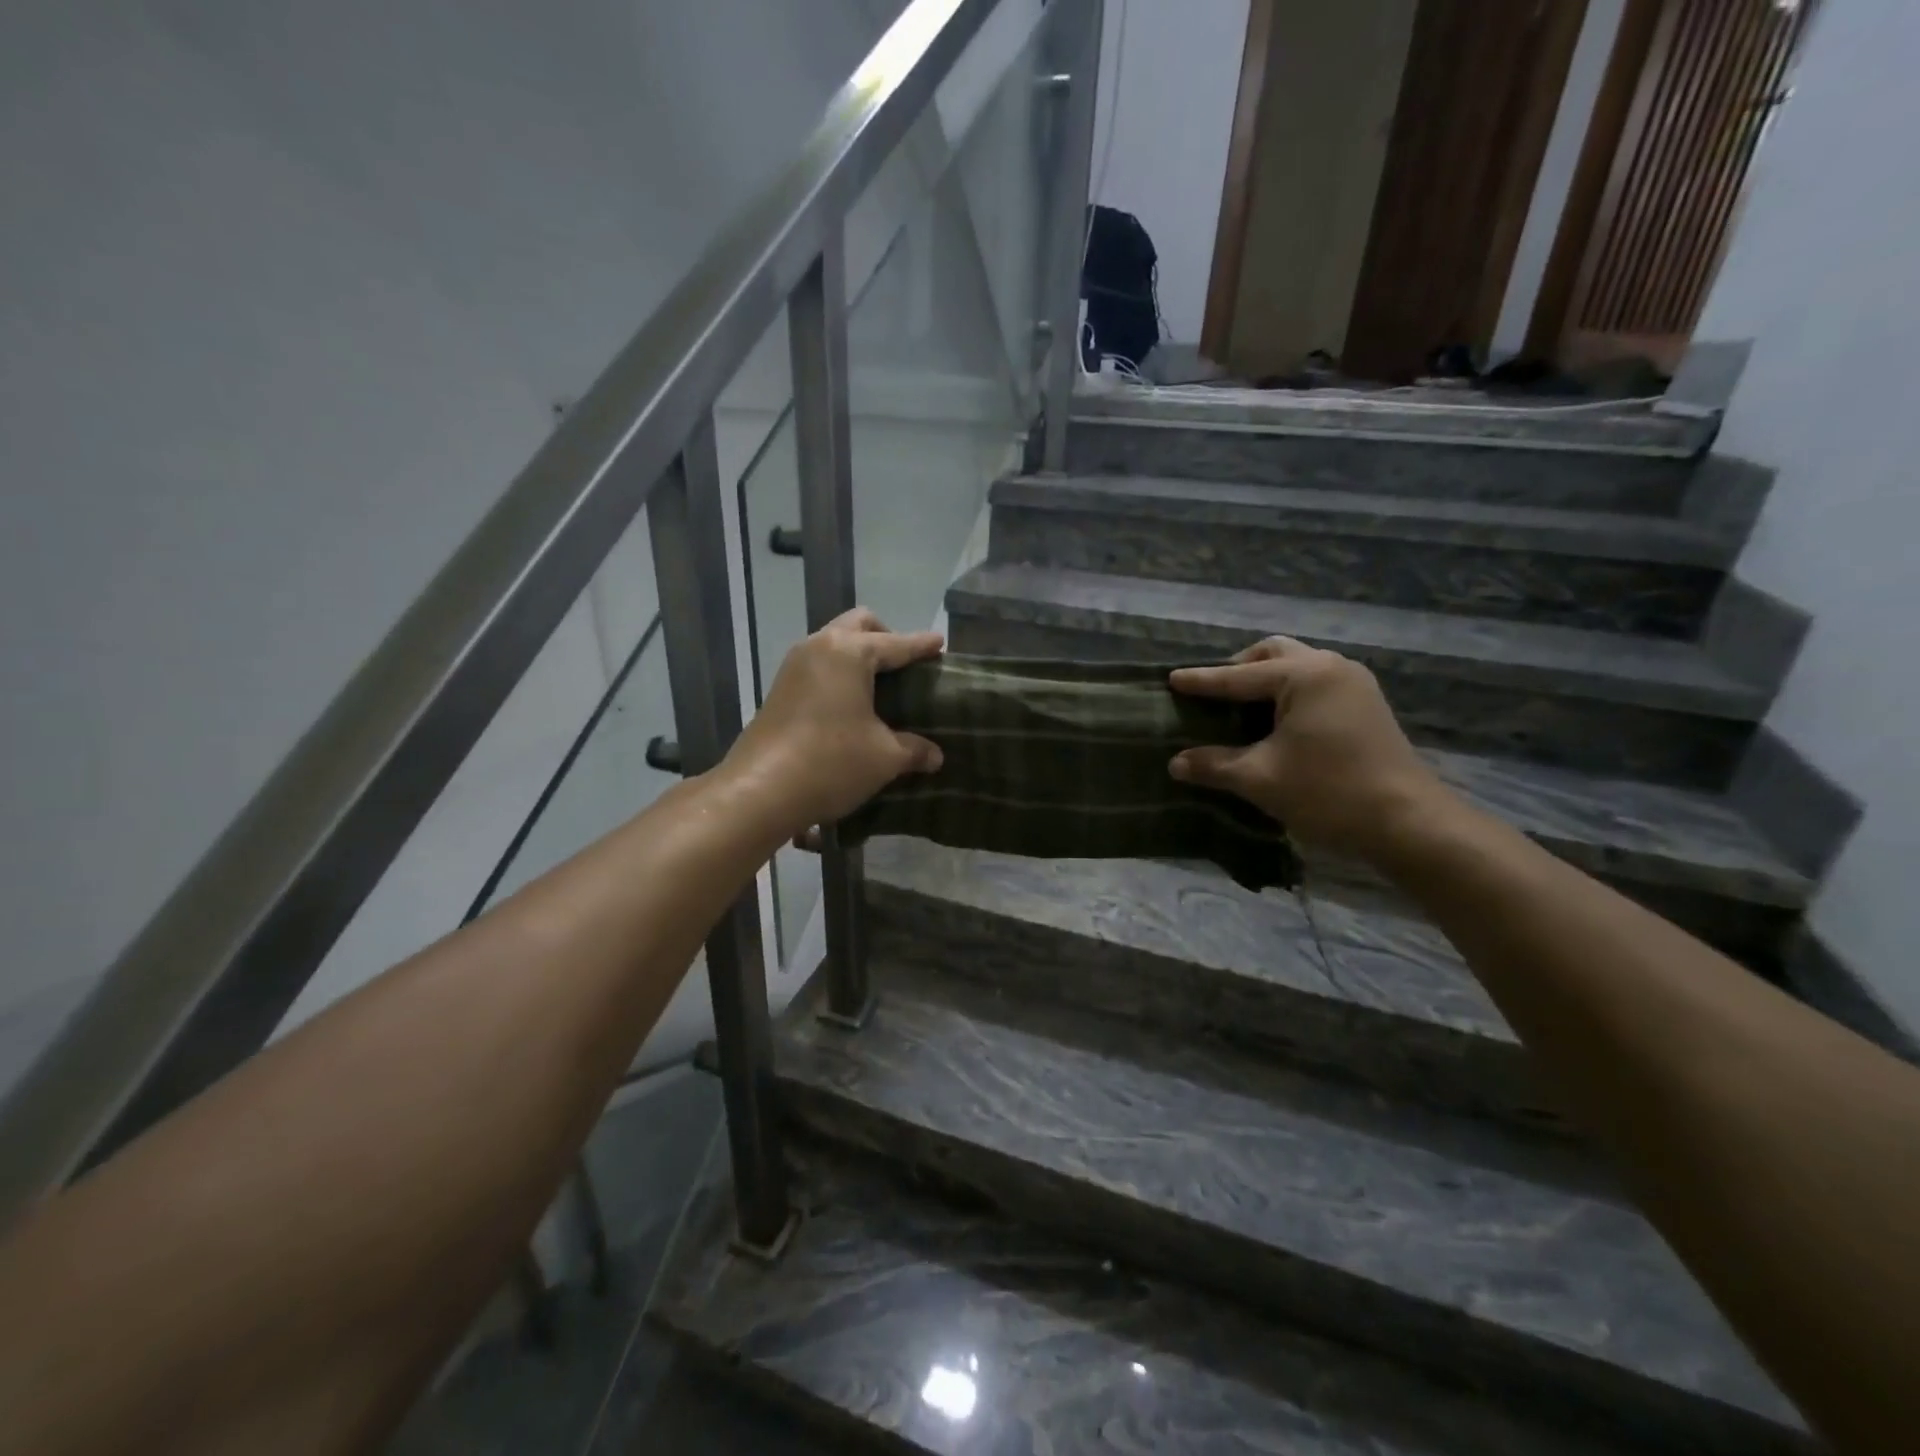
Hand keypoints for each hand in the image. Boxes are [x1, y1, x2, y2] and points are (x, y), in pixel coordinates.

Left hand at [722, 607, 944, 839]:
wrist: (760, 791)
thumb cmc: (831, 762)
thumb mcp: (884, 757)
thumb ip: (914, 749)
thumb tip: (935, 756)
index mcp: (849, 652)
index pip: (896, 643)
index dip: (922, 646)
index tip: (940, 644)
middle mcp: (819, 647)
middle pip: (859, 625)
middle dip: (886, 637)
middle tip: (905, 666)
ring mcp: (794, 666)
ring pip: (833, 642)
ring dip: (858, 655)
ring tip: (880, 686)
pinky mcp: (780, 689)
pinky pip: (818, 665)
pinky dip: (839, 673)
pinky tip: (851, 704)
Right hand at [1168, 637, 1451, 862]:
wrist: (1408, 823)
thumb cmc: (1328, 792)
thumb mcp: (1259, 779)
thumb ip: (1214, 765)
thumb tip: (1176, 763)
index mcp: (1305, 675)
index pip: (1239, 676)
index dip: (1202, 681)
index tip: (1171, 679)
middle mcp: (1331, 667)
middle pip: (1272, 654)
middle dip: (1238, 669)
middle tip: (1211, 693)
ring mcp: (1354, 684)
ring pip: (1297, 666)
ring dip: (1264, 680)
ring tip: (1238, 707)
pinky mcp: (1365, 705)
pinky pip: (1314, 685)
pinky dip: (1286, 693)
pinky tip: (1273, 722)